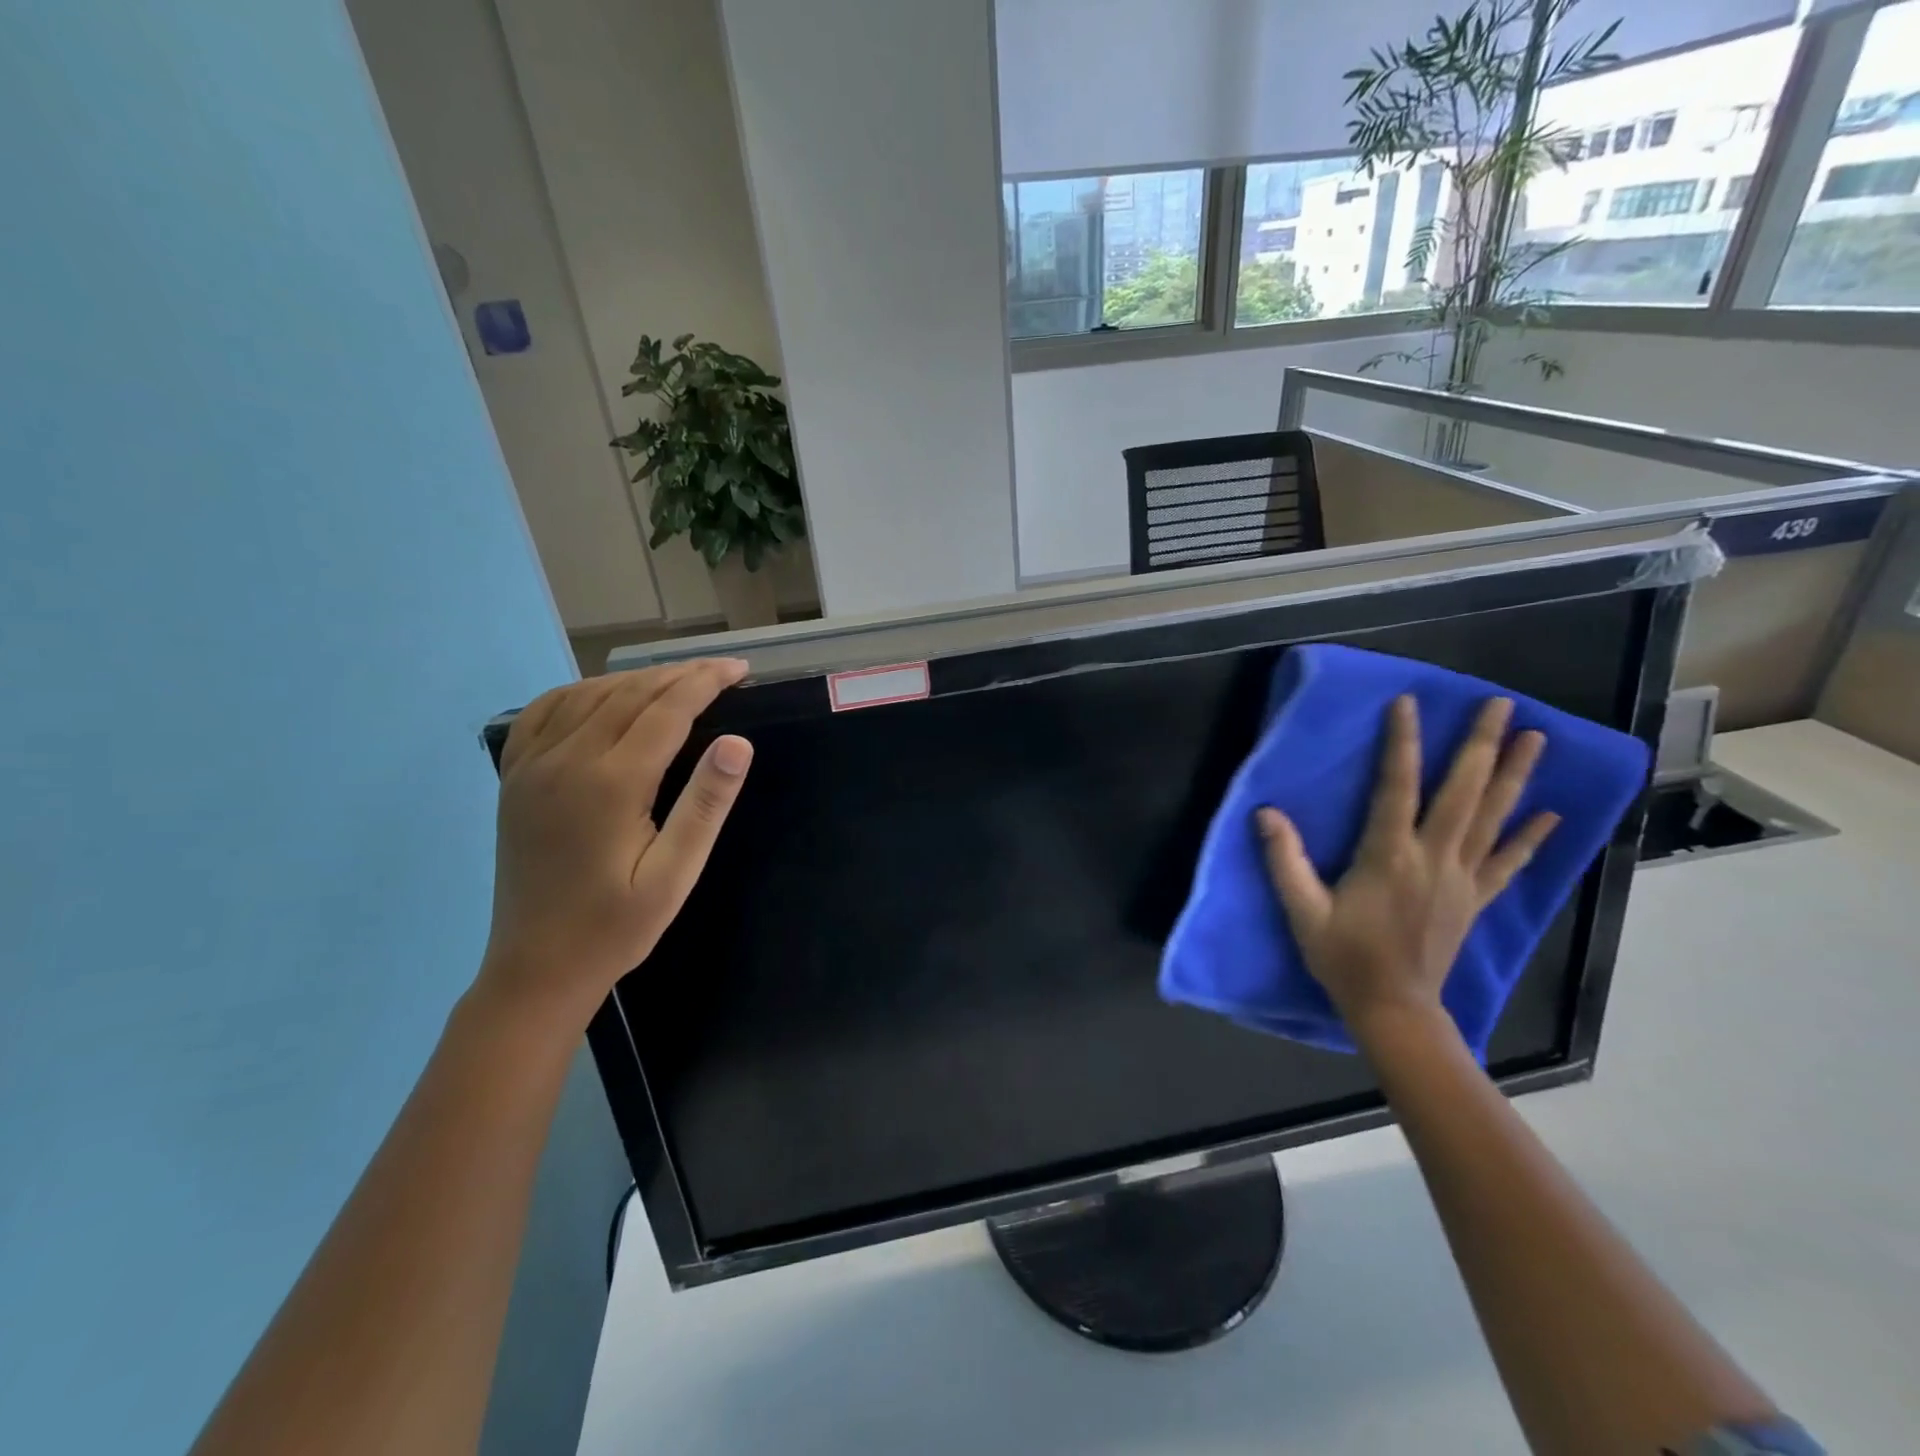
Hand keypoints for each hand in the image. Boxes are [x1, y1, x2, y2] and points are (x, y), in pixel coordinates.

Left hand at [476, 660, 753, 1027]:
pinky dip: (580, 692)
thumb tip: (738, 742)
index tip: (739, 670)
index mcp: (611, 784)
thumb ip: (705, 805)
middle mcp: (566, 761)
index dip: (705, 682)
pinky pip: (543, 713)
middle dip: (679, 675)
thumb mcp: (674, 875)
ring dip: (635, 679)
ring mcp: (532, 767)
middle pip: (629, 694)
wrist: (536, 968)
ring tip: (675, 680)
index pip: (666, 710)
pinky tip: (602, 695)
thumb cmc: (616, 927)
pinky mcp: (514, 778)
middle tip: (720, 670)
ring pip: (588, 696)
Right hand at [1256, 695, 1557, 1041]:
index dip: (1402, 742)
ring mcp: (1461, 878)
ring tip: (1536, 738)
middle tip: (1501, 704)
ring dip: (1515, 776)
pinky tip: (1551, 814)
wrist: (1393, 1008)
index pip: (1397, 786)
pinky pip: (1508, 863)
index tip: (1409, 702)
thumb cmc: (1343, 957)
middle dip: (1480, 745)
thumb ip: (1284, 860)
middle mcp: (1433, 858)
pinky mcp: (1474, 899)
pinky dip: (1530, 837)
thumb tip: (1265, 811)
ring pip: (1493, 818)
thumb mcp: (1302, 910)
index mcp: (1388, 855)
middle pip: (1463, 792)